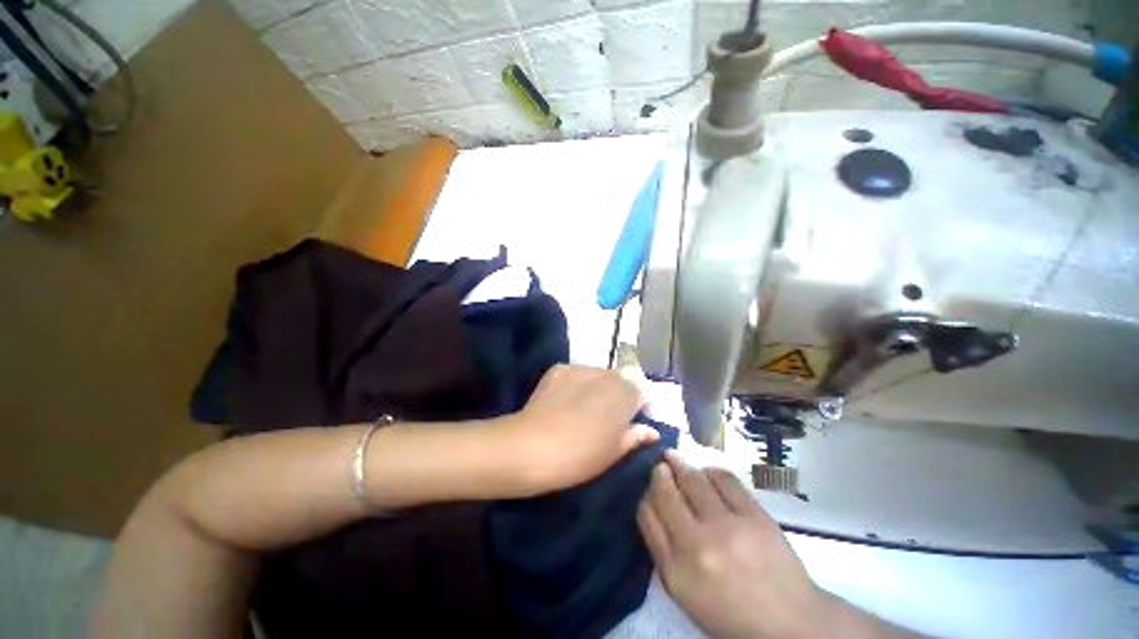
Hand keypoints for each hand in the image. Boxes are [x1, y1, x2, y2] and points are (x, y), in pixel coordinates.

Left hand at [506, 364, 657, 492]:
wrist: (533, 447)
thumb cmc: (581, 456)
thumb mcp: (614, 452)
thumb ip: (635, 435)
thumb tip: (651, 430)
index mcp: (625, 393)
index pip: (641, 391)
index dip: (638, 406)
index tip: (630, 421)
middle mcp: (606, 374)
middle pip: (619, 380)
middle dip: (617, 395)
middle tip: (605, 417)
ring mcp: (581, 368)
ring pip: (597, 375)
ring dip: (597, 388)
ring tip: (583, 408)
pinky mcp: (559, 368)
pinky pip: (576, 374)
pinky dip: (576, 384)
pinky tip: (565, 401)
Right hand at [637, 453, 825, 638]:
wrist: (789, 623)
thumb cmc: (730, 612)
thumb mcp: (685, 594)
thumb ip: (663, 551)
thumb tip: (654, 507)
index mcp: (675, 571)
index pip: (647, 515)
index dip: (646, 495)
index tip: (651, 490)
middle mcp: (696, 545)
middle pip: (665, 492)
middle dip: (659, 473)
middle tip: (661, 466)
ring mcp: (727, 528)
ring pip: (692, 479)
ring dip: (679, 463)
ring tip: (675, 458)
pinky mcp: (754, 516)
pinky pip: (724, 479)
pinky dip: (710, 471)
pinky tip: (707, 473)